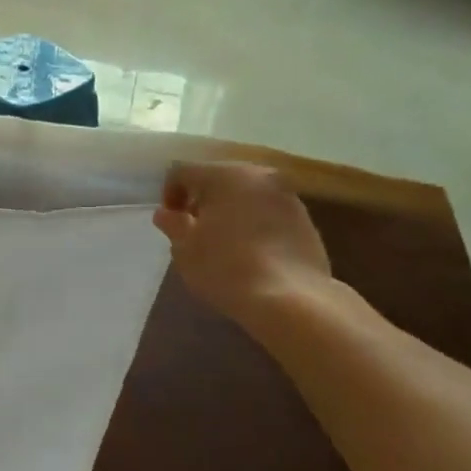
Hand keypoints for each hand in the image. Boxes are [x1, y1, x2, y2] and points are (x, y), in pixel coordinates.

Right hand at [153, 161, 331, 327]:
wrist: (290, 298)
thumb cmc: (226, 268)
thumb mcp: (186, 249)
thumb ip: (173, 225)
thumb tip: (165, 214)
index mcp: (224, 175)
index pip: (183, 172)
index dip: (169, 194)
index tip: (170, 222)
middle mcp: (258, 175)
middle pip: (218, 178)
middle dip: (201, 199)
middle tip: (193, 229)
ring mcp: (286, 195)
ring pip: (246, 193)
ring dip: (229, 210)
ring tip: (223, 241)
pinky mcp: (305, 217)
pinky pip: (268, 210)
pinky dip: (253, 222)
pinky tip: (249, 250)